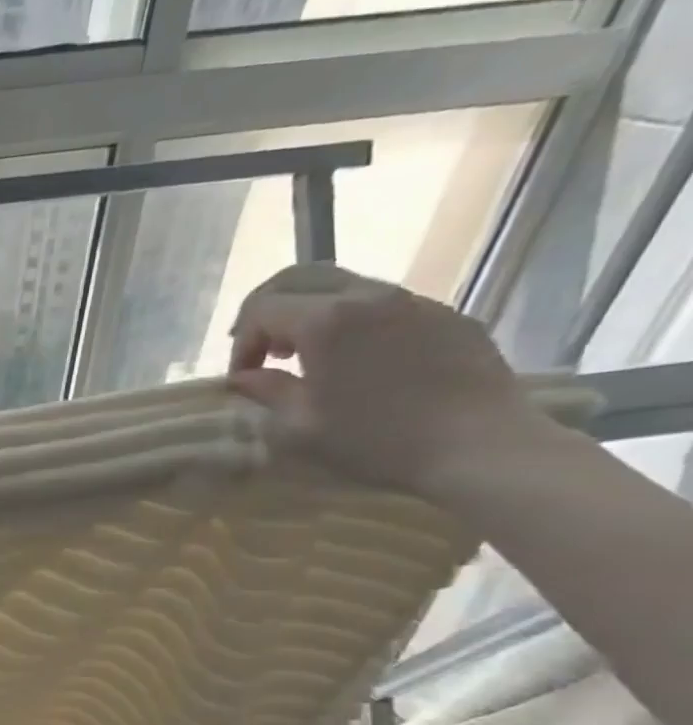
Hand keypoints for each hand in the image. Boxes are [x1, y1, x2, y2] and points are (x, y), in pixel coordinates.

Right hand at [225, 263, 540, 497]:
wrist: (481, 447)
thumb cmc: (377, 439)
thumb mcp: (301, 426)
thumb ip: (266, 392)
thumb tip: (242, 378)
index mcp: (324, 321)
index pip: (261, 309)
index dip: (242, 341)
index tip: (243, 377)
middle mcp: (367, 297)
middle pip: (298, 278)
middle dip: (268, 310)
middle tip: (262, 350)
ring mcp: (413, 301)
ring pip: (342, 286)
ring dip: (310, 314)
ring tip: (307, 356)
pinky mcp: (446, 315)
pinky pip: (384, 304)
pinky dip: (353, 322)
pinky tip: (358, 361)